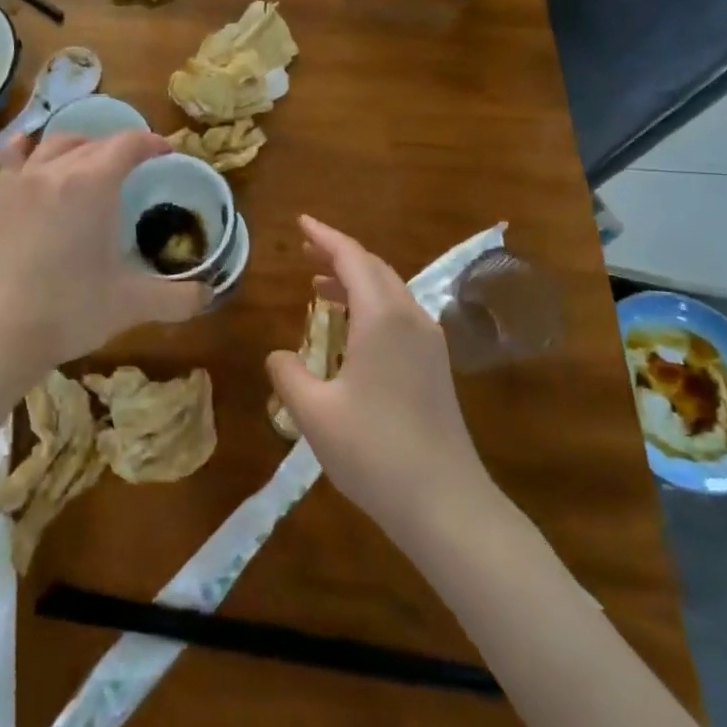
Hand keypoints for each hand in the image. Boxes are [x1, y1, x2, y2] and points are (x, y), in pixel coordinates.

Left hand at [0, 129, 206, 389]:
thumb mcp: (132, 304)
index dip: (152, 143)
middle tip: (136, 170)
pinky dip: (30, 149)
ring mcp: (22, 180)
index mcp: (94, 183)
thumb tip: (208, 295)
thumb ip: (178, 298)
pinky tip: (32, 154)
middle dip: (120, 148)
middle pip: (95, 141)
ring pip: (56, 143)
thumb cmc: (69, 311)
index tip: (167, 153)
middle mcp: (57, 169)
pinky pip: (14, 157)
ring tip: (92, 163)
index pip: (129, 144)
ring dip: (81, 146)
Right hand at [266, 216, 492, 536]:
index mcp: (382, 318)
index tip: (300, 222)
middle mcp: (410, 318)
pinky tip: (351, 327)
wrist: (447, 505)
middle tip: (305, 251)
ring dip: (355, 279)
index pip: (351, 258)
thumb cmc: (375, 453)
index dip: (324, 236)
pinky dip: (370, 304)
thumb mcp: (315, 414)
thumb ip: (288, 374)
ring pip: (389, 290)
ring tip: (319, 285)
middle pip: (373, 268)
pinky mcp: (435, 366)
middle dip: (339, 254)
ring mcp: (428, 342)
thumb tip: (279, 355)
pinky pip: (398, 314)